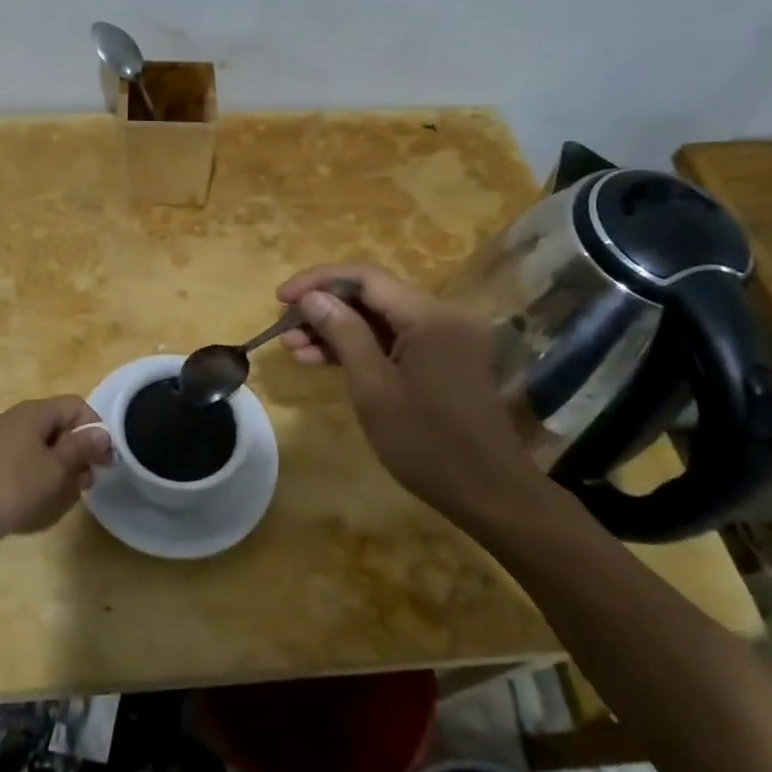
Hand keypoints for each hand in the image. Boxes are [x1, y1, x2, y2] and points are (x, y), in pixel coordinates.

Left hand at [0, 396, 111, 543]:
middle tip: (80, 487)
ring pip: (37, 451)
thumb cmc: (7, 485)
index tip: (103, 462)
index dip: (95, 430)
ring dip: (52, 474)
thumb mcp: (53, 471)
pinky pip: (16, 466)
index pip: (77, 406)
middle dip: (74, 458)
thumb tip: (102, 433)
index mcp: (35, 413)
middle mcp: (15, 419)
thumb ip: (80, 450)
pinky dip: (28, 483)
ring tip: (54, 504)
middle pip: (57, 429)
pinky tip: (26, 508)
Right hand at [276, 263, 554, 528]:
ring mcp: (445, 338)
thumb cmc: (426, 442)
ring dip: (338, 329)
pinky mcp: (443, 360)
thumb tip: (312, 297)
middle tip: (285, 328)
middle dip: (325, 307)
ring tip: (294, 348)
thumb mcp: (373, 387)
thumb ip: (343, 333)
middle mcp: (441, 316)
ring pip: (380, 319)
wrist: (490, 494)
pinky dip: (361, 347)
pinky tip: (323, 360)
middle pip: (372, 295)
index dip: (318, 281)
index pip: (365, 277)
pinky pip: (394, 340)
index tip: (281, 298)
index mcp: (429, 316)